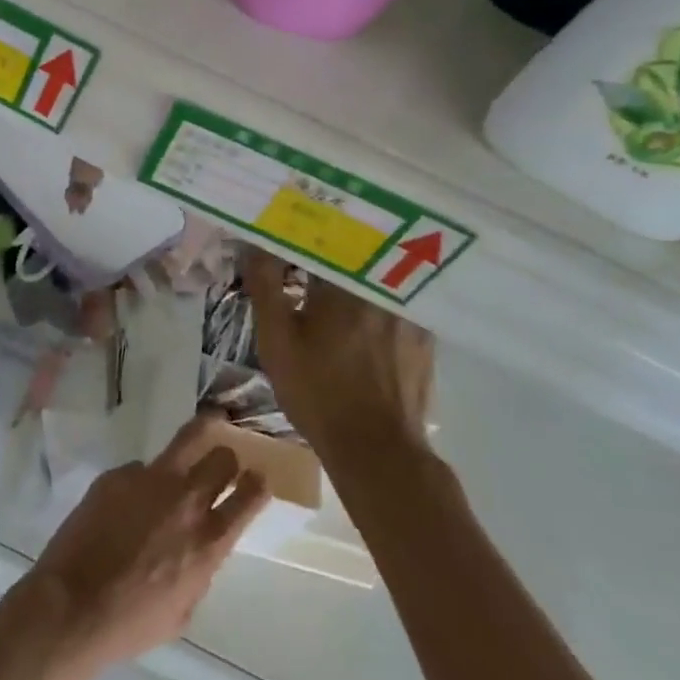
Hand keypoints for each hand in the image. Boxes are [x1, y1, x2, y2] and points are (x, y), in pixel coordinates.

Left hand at [13, 418, 268, 676]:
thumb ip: (198, 569)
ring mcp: (150, 480)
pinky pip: (140, 468)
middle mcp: (186, 502)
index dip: (257, 484)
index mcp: (209, 541)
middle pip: (222, 459)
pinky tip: (128, 499)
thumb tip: (196, 546)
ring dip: (202, 434)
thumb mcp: (183, 609)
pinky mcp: (118, 474)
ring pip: (188, 439)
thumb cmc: (131, 621)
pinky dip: (143, 479)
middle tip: (222, 462)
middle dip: (226, 459)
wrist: (74, 603)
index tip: (258, 478)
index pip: (250, 497)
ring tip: (208, 422)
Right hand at [240, 247, 434, 455]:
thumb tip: (254, 242)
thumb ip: (265, 286)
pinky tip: (363, 307)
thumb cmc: (318, 393)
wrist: (377, 452)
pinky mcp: (425, 335)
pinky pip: (398, 298)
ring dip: (356, 266)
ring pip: (378, 272)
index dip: (301, 230)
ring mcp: (411, 311)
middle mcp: (384, 288)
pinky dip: (378, 294)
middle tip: (306, 245)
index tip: (284, 228)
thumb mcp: (276, 341)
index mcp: (345, 284)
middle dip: (329, 242)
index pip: (322, 237)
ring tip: (333, 270)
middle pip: (354, 249)